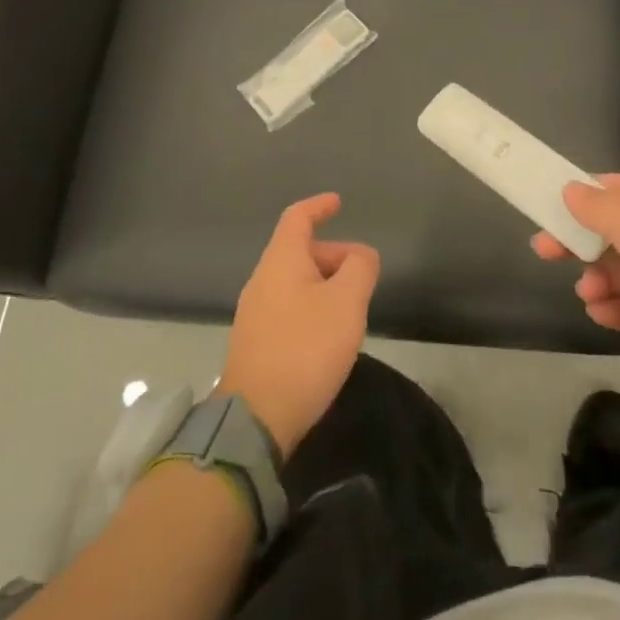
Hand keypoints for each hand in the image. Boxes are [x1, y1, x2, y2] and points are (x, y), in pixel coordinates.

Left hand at [218, 194, 378, 458]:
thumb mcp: (346, 302)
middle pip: (299, 251)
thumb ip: (360, 268)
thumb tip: (361, 256)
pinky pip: (288, 307)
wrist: (257, 416)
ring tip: (352, 306)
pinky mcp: (256, 342)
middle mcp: (262, 280)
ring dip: (325, 283)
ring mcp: (255, 313)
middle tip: (364, 274)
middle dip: (333, 254)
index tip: (338, 203)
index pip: (297, 218)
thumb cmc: (306, 348)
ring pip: (295, 281)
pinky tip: (330, 334)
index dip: (319, 206)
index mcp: (281, 261)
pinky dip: (312, 306)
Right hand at [531, 174, 619, 436]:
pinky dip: (613, 308)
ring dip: (596, 279)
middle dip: (579, 240)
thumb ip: (603, 210)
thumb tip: (572, 188)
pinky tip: (603, 315)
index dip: (583, 194)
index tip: (547, 205)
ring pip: (619, 271)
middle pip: (614, 231)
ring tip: (590, 294)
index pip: (619, 189)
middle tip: (543, 251)